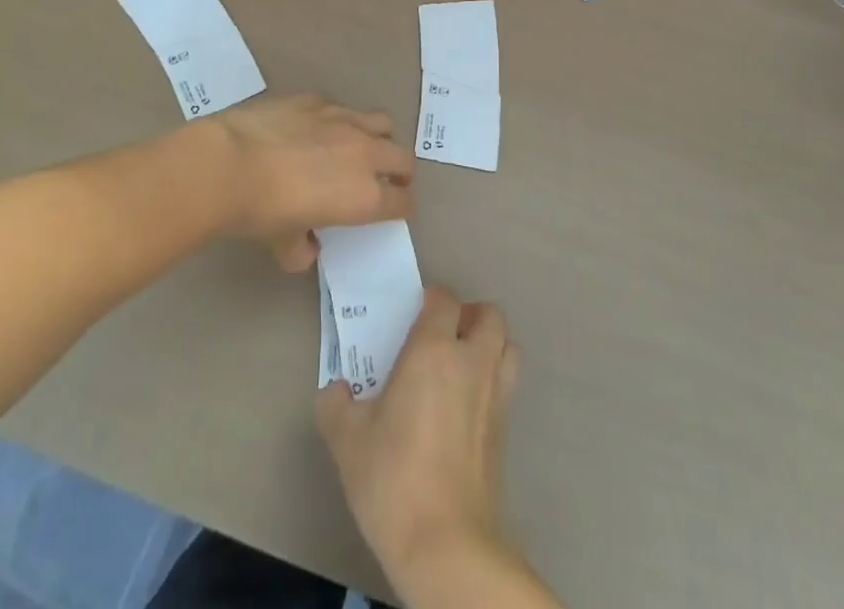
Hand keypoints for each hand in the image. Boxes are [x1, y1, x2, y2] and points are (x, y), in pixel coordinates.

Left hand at [207, 94, 414, 269]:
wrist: (229, 164)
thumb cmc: (261, 213)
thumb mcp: (283, 244)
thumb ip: (302, 248)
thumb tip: (305, 247)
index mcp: (365, 196)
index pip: (403, 202)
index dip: (401, 207)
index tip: (394, 210)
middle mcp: (365, 154)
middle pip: (403, 158)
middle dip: (400, 171)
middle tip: (386, 180)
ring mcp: (342, 120)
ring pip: (382, 122)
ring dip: (378, 137)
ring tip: (358, 147)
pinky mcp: (318, 100)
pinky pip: (341, 108)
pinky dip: (338, 121)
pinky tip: (314, 129)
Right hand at [316, 287, 520, 586]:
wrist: (445, 544)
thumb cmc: (393, 478)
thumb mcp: (346, 439)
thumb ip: (335, 404)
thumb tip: (335, 390)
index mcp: (434, 349)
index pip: (444, 299)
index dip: (429, 300)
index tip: (411, 317)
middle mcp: (471, 362)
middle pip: (490, 315)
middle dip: (470, 316)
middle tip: (442, 336)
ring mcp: (495, 396)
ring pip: (507, 347)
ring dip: (490, 345)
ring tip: (461, 365)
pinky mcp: (505, 432)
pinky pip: (506, 386)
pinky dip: (492, 382)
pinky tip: (465, 408)